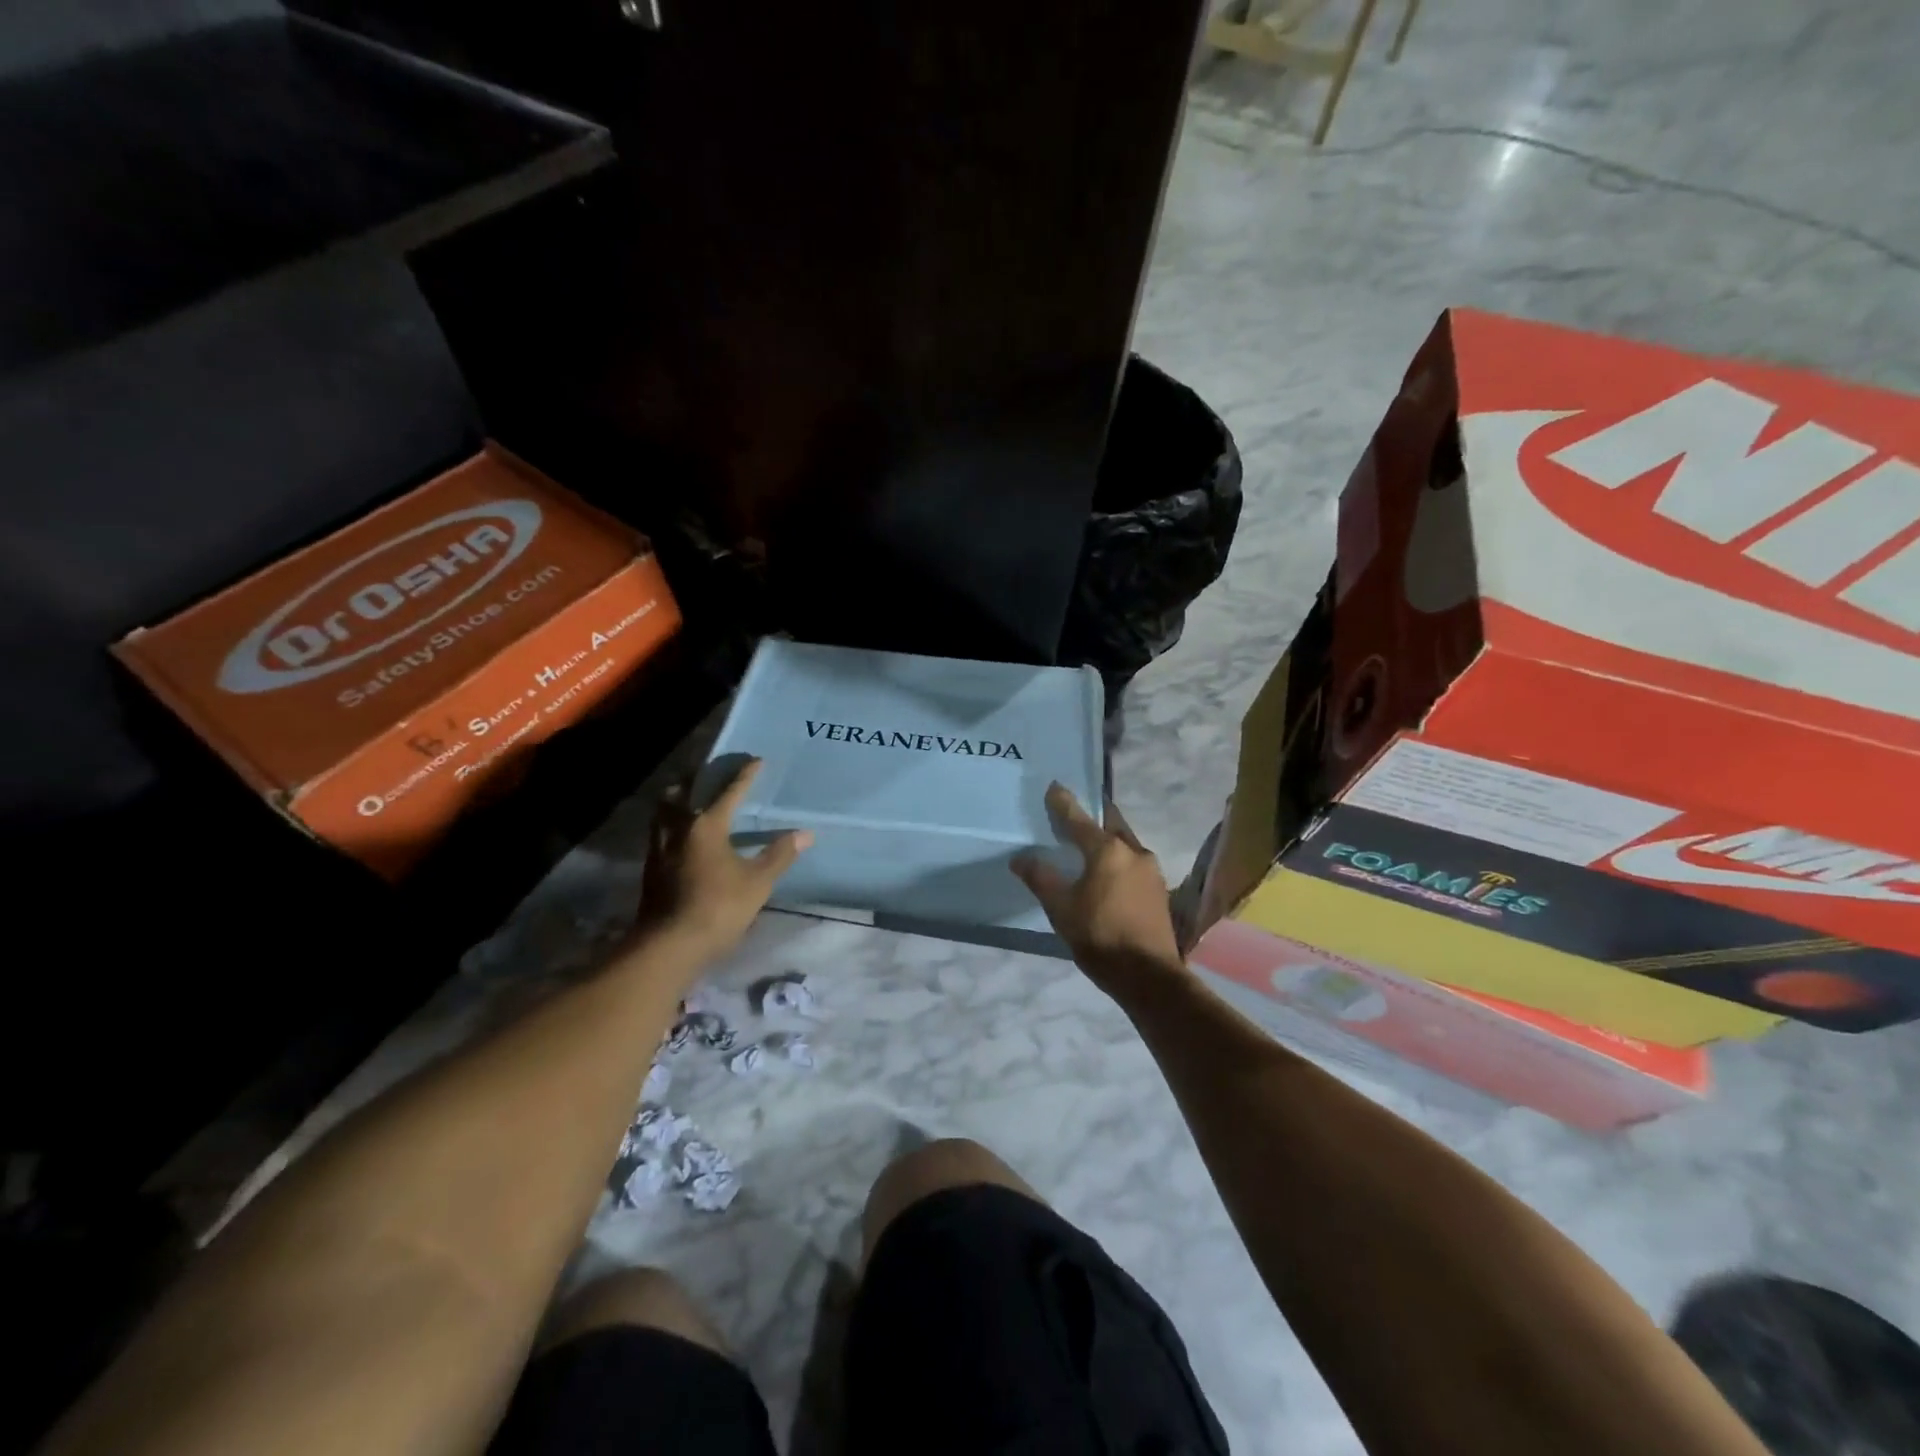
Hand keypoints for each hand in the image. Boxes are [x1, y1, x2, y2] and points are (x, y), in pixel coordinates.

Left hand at [632, 758, 810, 966]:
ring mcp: (659, 848)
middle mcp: (678, 828)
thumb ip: (779, 855)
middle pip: (683, 792)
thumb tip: (805, 833)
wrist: (669, 945)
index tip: (756, 761)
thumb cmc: (718, 907)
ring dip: (678, 799)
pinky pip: (660, 831)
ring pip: (664, 811)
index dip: (745, 776)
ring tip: (690, 798)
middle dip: (698, 779)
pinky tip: (681, 834)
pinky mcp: (651, 868)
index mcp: (706, 825)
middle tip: (711, 774)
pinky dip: (671, 822)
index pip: (729, 792)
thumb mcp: (757, 882)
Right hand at [1011, 784, 1183, 991]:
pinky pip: (1133, 863)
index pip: (1079, 819)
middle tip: (1076, 813)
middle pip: (1110, 824)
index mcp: (1108, 850)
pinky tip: (1107, 873)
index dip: (1063, 803)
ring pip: (1124, 844)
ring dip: (1107, 839)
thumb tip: (1020, 858)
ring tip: (1088, 844)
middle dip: (1093, 816)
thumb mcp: (1061, 908)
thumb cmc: (1099, 936)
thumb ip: (1041, 878)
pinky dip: (1117, 859)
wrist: (1149, 976)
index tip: (1054, 786)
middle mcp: (1134, 852)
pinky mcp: (1158, 890)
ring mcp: (1151, 871)